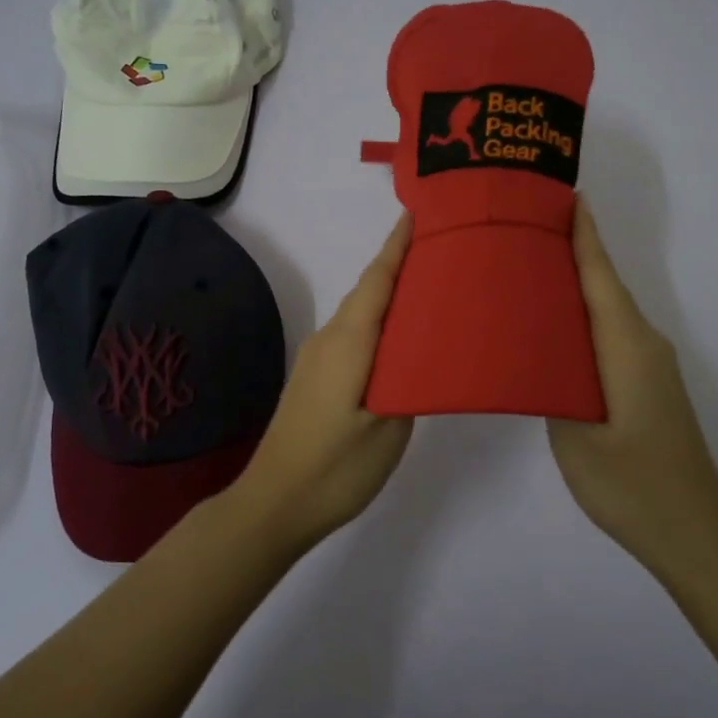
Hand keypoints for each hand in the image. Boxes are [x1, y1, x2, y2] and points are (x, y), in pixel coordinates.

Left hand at [233, 214, 415, 545]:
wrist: (273, 503)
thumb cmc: (334, 466)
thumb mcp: (387, 428)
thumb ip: (408, 383)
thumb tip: (416, 356)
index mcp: (348, 342)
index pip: (376, 281)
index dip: (397, 246)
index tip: (418, 213)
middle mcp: (329, 339)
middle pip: (368, 292)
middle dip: (401, 266)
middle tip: (444, 252)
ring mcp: (318, 359)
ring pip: (360, 315)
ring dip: (390, 297)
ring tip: (432, 292)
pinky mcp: (316, 378)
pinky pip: (353, 336)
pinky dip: (379, 325)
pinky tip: (401, 341)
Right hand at [547, 199, 717, 572]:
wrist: (694, 531)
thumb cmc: (632, 483)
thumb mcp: (575, 436)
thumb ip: (552, 385)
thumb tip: (535, 353)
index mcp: (626, 346)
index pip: (601, 278)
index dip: (584, 237)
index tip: (566, 198)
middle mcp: (644, 345)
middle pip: (605, 288)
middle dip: (573, 254)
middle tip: (525, 232)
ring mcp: (650, 366)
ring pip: (609, 313)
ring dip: (577, 288)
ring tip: (529, 273)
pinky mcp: (648, 386)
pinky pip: (612, 336)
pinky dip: (584, 320)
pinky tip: (554, 330)